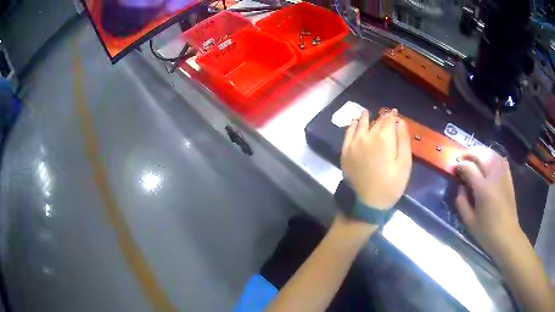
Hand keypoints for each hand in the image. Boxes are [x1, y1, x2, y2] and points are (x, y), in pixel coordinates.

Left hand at [340, 109, 411, 209]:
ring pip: (361, 124)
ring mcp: (353, 143)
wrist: (366, 203)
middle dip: (382, 117)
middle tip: (386, 113)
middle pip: (376, 122)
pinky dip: (352, 125)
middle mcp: (366, 136)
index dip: (393, 116)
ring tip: (367, 112)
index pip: (389, 120)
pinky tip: (355, 122)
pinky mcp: (345, 151)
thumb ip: (403, 140)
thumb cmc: (390, 185)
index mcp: (383, 138)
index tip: (396, 113)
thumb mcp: (404, 164)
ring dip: (366, 117)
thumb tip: (400, 121)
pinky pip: (348, 133)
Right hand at [455, 149, 521, 255]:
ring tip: (474, 156)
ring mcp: (503, 176)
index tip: (454, 168)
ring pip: (491, 153)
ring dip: (481, 151)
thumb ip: (462, 203)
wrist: (507, 236)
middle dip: (469, 153)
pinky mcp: (509, 178)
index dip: (460, 165)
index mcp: (483, 189)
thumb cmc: (487, 232)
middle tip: (462, 158)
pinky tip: (489, 159)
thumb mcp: (469, 222)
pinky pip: (501, 159)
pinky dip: (493, 155)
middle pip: (481, 155)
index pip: (469, 168)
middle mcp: (494, 177)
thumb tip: (460, 187)